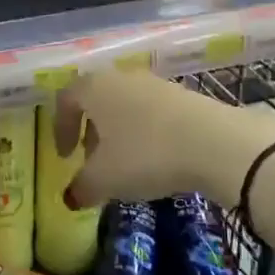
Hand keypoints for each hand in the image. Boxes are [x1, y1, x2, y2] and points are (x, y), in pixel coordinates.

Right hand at [52, 69, 274, 208]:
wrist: (215, 143)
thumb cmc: (146, 155)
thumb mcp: (105, 179)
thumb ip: (82, 187)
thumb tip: (71, 197)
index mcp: (94, 88)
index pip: (66, 100)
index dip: (60, 128)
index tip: (65, 157)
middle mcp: (122, 77)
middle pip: (97, 100)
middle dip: (91, 131)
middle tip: (92, 161)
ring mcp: (155, 83)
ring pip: (126, 105)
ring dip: (119, 133)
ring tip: (126, 164)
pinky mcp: (184, 95)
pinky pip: (152, 112)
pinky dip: (145, 132)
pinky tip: (156, 158)